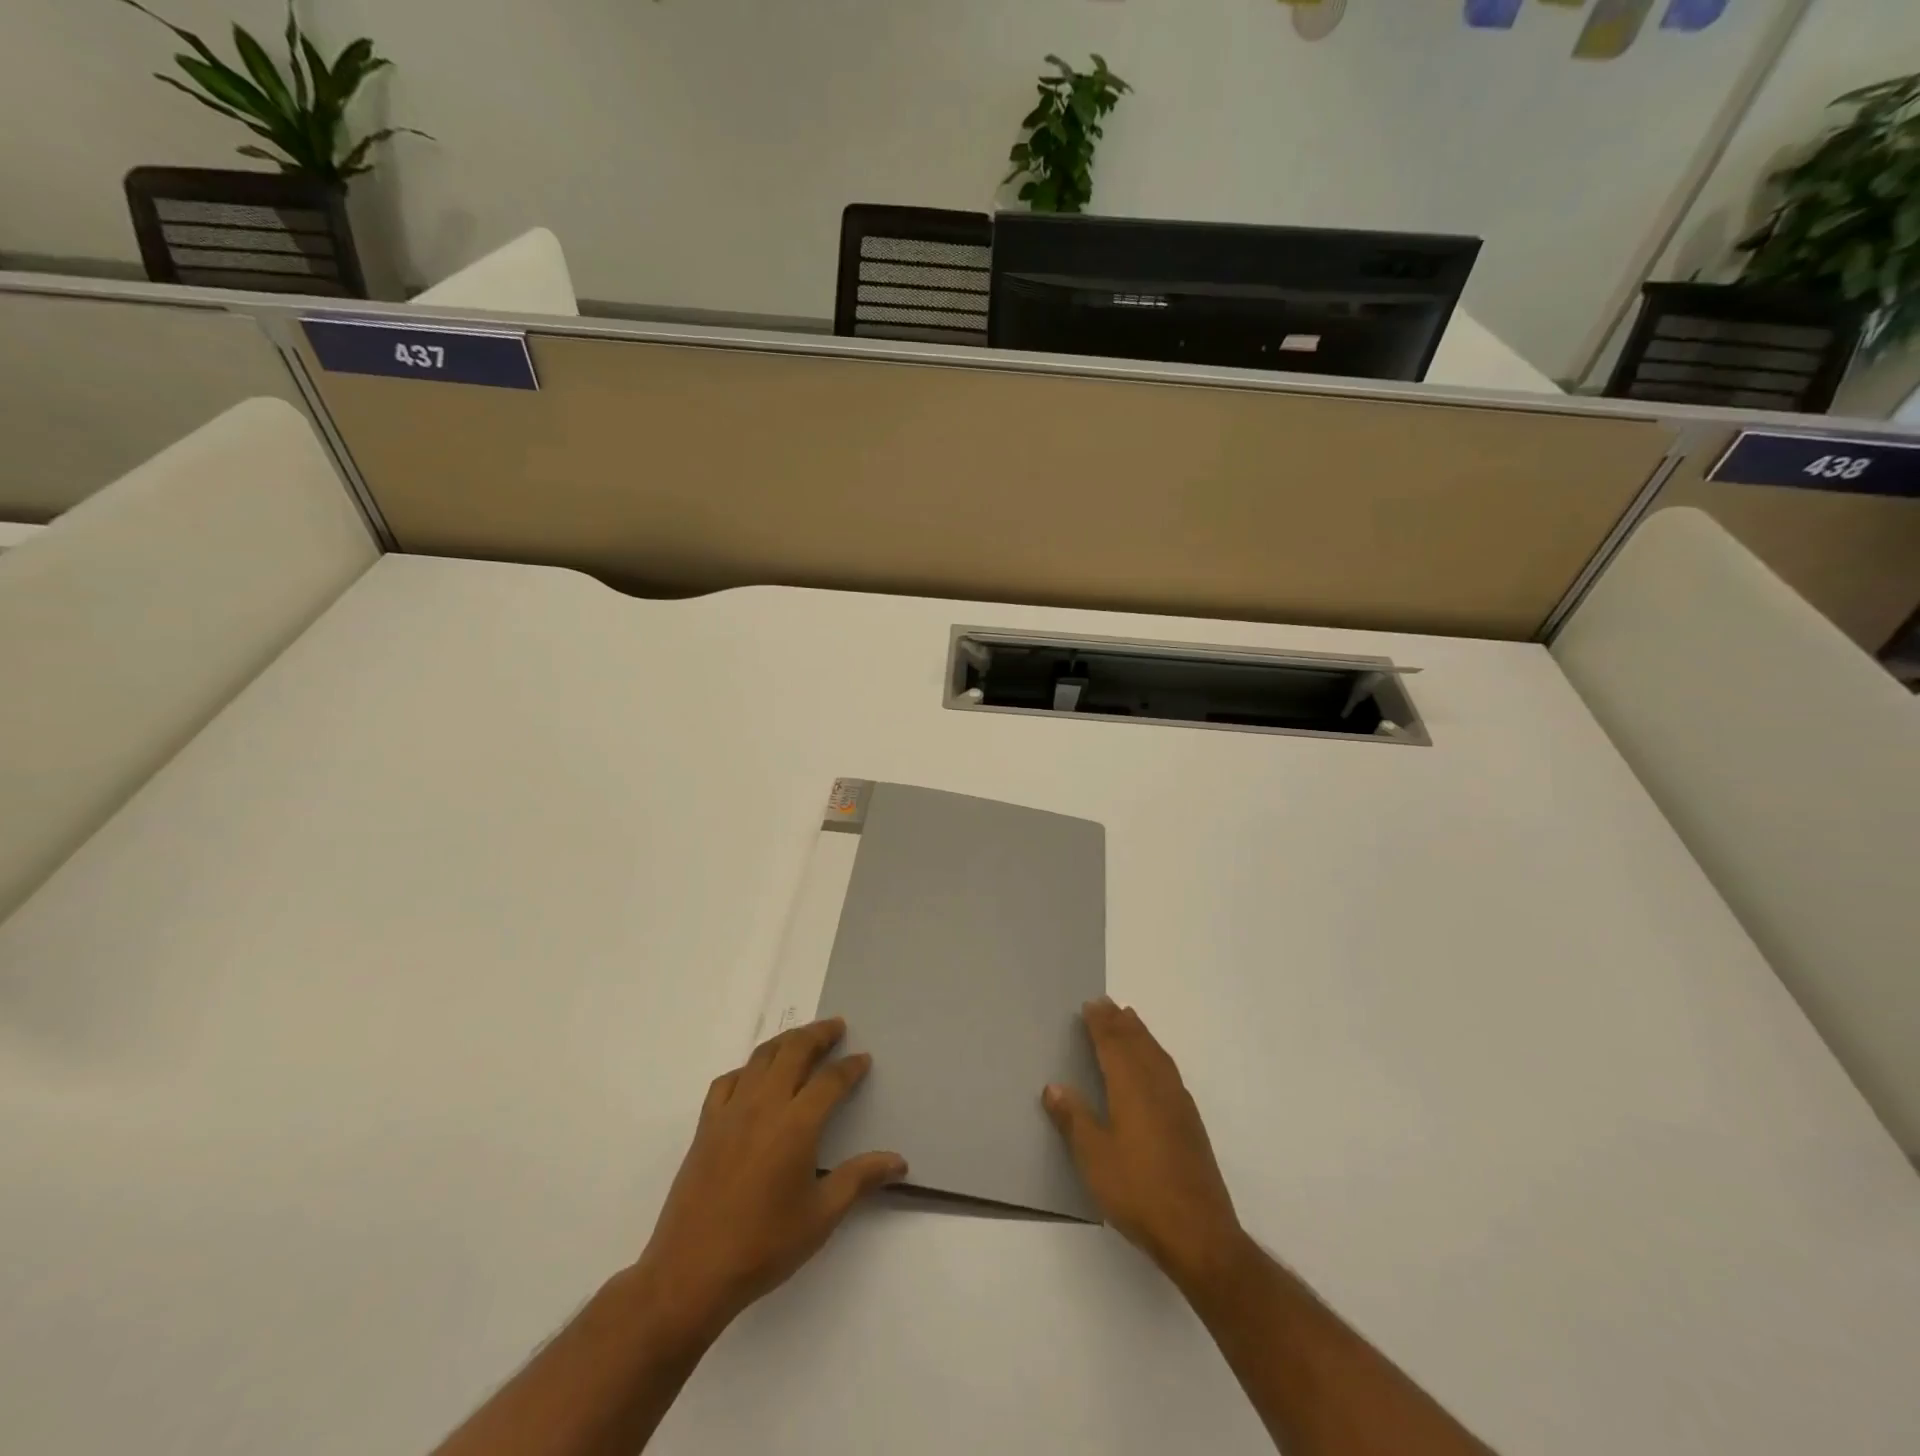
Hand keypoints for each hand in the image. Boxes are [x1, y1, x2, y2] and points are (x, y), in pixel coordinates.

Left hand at [631, 1018, 906, 1347]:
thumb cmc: (764, 1245)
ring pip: (761, 1057)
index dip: (850, 1067)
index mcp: (796, 1124)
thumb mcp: (821, 1216)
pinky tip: (754, 1077)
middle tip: (836, 1027)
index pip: (830, 1080)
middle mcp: (764, 1105)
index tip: (863, 1060)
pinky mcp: (706, 1126)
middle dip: (818, 1034)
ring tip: (801, 1039)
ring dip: (785, 1041)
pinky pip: (728, 1080)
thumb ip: (860, 1179)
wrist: (691, 1272)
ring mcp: (731, 1112)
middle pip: (794, 1051)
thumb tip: (899, 1162)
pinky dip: (747, 1068)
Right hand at [1044, 998, 1245, 1286]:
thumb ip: (1074, 1119)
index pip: (1113, 1045)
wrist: (1199, 1233)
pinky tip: (1156, 1066)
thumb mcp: (1094, 1158)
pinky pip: (1169, 1071)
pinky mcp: (1191, 1123)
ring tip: (1130, 1021)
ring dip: (1141, 1035)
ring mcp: (1178, 1104)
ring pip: (1157, 1056)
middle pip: (1137, 1044)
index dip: (1101, 1024)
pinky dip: (1156, 1055)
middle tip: (1108, 1004)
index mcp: (1131, 1088)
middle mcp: (1157, 1087)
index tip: (1091, 1004)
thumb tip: (1054, 1086)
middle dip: (1121, 1023)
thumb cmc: (1138, 1192)